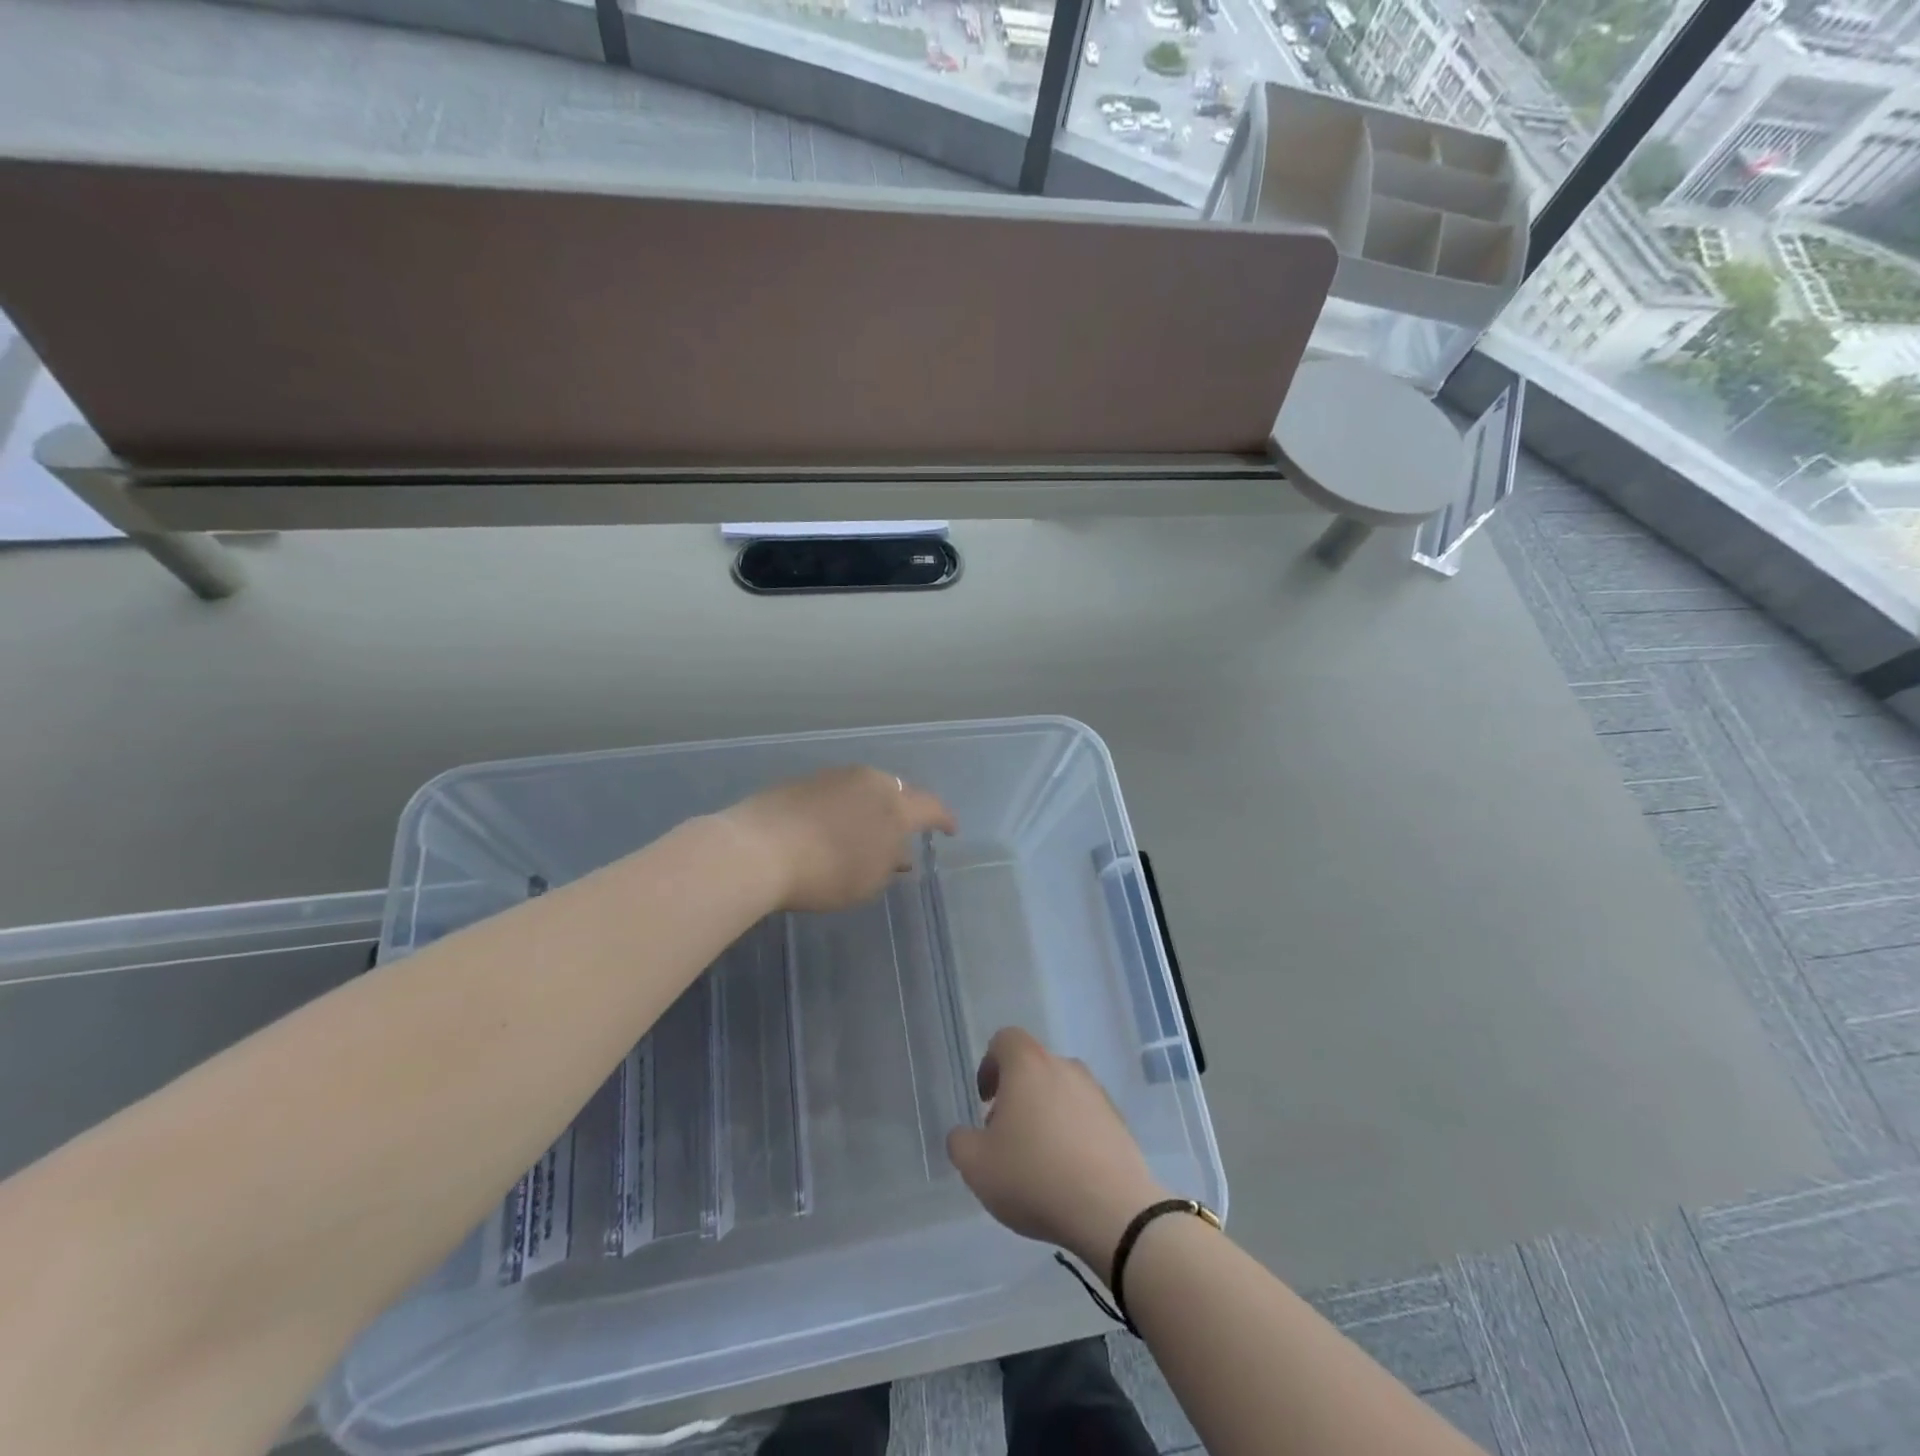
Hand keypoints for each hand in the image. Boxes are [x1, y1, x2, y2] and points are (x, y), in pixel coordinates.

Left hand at [720, 766, 956, 913]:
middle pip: (897, 792)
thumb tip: (899, 854)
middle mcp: (868, 780)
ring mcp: (833, 776)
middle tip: (903, 833)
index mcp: (894, 804)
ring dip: (871, 808)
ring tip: (865, 832)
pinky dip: (843, 808)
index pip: (930, 807)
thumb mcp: (868, 881)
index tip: (951, 830)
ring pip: (865, 789)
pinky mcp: (802, 781)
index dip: (944, 819)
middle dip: (905, 811)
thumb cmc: (825, 872)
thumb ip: (890, 864)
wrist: (757, 849)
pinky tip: (831, 827)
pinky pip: (836, 793)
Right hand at [946, 1027, 1166, 1280]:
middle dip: (1016, 1096)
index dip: (990, 1065)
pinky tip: (1066, 1173)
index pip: (1005, 1040)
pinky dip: (1071, 1133)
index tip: (985, 1100)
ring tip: (1037, 1160)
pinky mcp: (1118, 1121)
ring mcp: (1096, 1092)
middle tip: (1006, 1137)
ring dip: (1045, 1114)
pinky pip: (1085, 1116)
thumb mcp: (976, 1166)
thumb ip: (960, 1142)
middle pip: (1033, 1068)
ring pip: (1060, 1092)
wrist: (1112, 1210)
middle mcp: (1064, 1067)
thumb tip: (965, 1134)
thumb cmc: (1034, 1176)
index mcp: (1028, 1064)